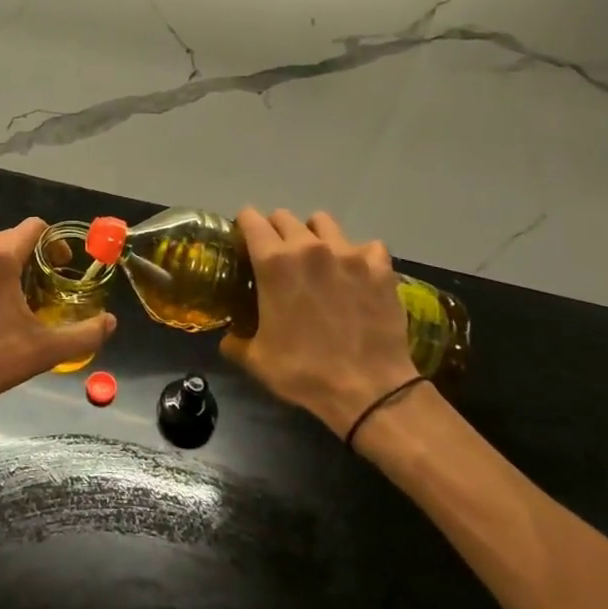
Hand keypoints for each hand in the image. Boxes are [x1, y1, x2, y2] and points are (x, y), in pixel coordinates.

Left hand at [0, 218, 116, 417]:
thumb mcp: (44, 350)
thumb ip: (85, 334)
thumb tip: (110, 322)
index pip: (35, 227)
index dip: (55, 243)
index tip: (62, 268)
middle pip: (13, 238)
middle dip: (34, 256)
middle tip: (45, 288)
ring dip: (10, 266)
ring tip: (19, 300)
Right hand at [219, 209, 418, 439]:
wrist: (370, 391)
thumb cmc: (305, 371)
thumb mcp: (257, 359)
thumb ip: (235, 341)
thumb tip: (228, 337)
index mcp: (274, 262)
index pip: (250, 218)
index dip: (244, 227)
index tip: (244, 243)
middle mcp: (309, 247)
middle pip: (284, 217)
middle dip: (276, 231)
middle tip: (278, 257)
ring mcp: (348, 254)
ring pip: (324, 222)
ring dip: (315, 235)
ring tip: (317, 259)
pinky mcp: (379, 268)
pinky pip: (367, 246)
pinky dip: (359, 256)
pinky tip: (356, 276)